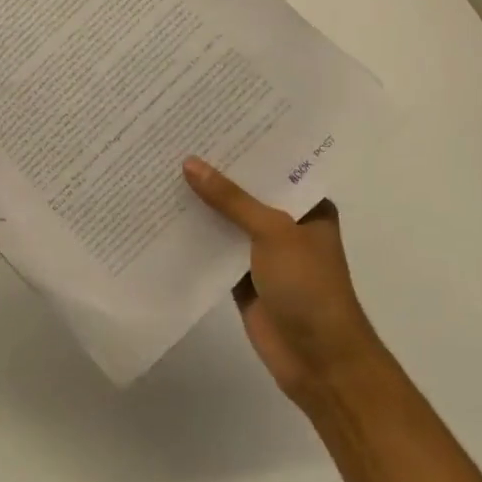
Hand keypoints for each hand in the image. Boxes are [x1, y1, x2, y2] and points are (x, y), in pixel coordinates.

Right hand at [182, 157, 386, 404]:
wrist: (319, 361)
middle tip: (176, 139)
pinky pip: (215, 251)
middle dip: (216, 173)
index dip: (245, 146)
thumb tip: (189, 164)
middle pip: (246, 193)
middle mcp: (287, 224)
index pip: (274, 166)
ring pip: (228, 221)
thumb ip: (231, 199)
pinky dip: (195, 238)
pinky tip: (164, 216)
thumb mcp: (274, 231)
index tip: (210, 121)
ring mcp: (264, 253)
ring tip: (163, 170)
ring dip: (202, 205)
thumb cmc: (309, 286)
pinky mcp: (243, 279)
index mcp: (308, 205)